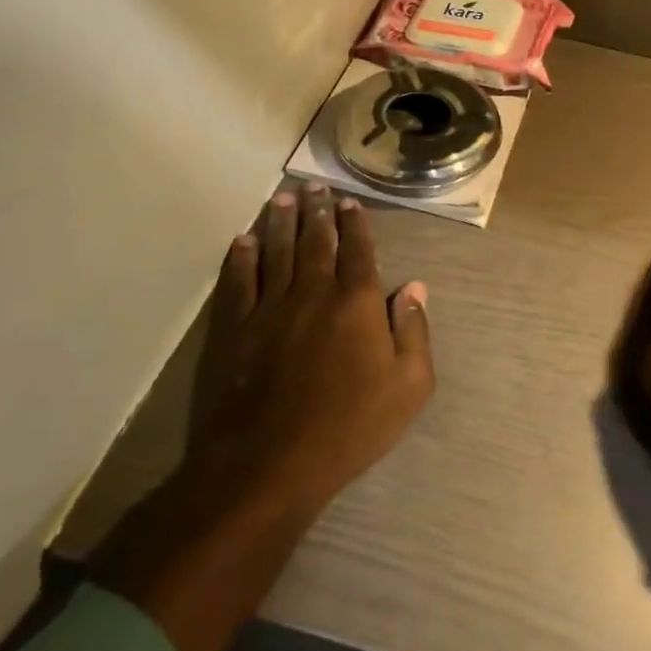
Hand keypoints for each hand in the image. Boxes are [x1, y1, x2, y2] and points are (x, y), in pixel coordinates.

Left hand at [182, 184, 433, 515]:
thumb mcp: (408, 387)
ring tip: (283, 197)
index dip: (355, 223)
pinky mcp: (235, 329)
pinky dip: (241, 258)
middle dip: (318, 210)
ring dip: (281, 222)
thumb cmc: (349, 427)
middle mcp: (313, 292)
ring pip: (277, 252)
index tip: (349, 202)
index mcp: (357, 303)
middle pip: (316, 242)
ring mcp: (269, 308)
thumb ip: (415, 332)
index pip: (358, 251)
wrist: (269, 464)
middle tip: (315, 186)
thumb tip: (415, 288)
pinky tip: (244, 240)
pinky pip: (238, 282)